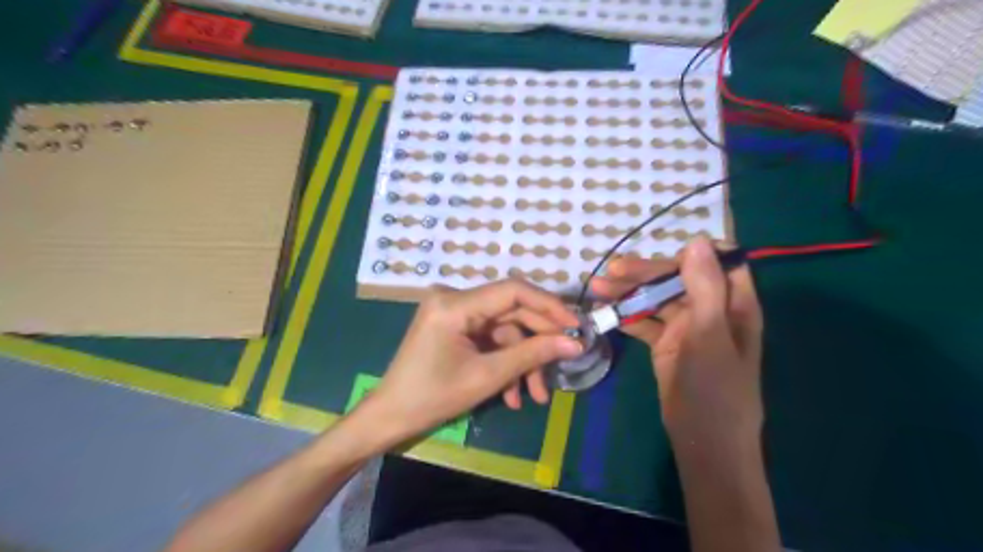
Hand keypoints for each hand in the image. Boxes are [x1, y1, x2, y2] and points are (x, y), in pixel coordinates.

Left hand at [365, 281, 586, 444]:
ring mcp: (454, 312)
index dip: (549, 306)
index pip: (513, 291)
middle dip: (536, 344)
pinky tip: (512, 395)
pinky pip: (489, 339)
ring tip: (535, 396)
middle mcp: (454, 298)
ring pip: (503, 330)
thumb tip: (575, 343)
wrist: (391, 417)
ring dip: (521, 362)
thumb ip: (533, 354)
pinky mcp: (455, 327)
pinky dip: (503, 363)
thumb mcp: (487, 376)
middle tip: (563, 366)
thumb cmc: (433, 397)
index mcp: (455, 304)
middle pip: (511, 312)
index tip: (576, 326)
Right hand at [587, 236, 762, 448]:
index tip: (658, 256)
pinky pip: (645, 321)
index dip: (690, 253)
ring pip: (656, 298)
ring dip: (628, 293)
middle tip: (612, 273)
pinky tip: (604, 312)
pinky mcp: (666, 343)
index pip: (716, 262)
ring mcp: (687, 327)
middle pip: (678, 278)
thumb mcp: (710, 336)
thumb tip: (696, 240)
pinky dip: (626, 316)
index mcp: (734, 303)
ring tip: (598, 288)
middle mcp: (711, 310)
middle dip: (646, 273)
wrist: (703, 443)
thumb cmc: (715, 390)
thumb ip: (705, 289)